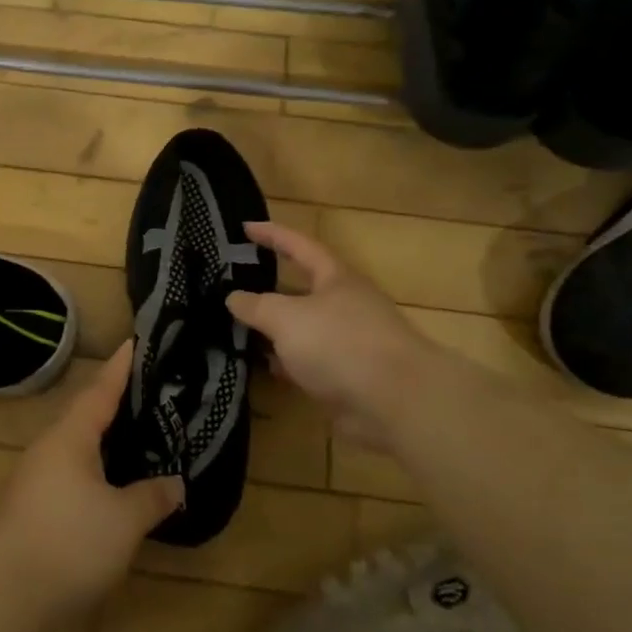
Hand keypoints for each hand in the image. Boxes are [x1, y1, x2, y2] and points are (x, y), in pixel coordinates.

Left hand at [0, 342, 182, 620]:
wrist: (0, 595)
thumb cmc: (67, 542)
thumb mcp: (123, 520)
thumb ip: (151, 497)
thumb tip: (175, 482)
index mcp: (70, 437)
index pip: (101, 390)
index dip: (121, 367)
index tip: (135, 341)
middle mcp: (48, 450)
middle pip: (86, 418)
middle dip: (116, 405)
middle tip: (149, 393)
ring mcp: (33, 482)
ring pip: (77, 450)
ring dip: (105, 443)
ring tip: (138, 439)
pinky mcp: (29, 512)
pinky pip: (70, 479)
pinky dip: (95, 474)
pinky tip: (112, 490)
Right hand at [228, 221, 428, 426]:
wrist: (397, 404)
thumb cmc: (341, 344)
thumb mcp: (287, 318)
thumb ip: (256, 306)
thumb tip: (233, 297)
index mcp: (336, 279)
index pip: (299, 246)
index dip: (272, 235)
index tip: (245, 227)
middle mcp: (345, 305)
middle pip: (302, 289)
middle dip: (270, 288)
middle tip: (235, 286)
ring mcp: (350, 342)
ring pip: (304, 329)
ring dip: (276, 330)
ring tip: (239, 330)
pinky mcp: (349, 377)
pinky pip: (310, 362)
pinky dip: (288, 363)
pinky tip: (266, 368)